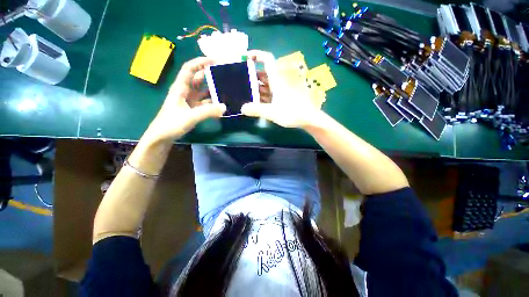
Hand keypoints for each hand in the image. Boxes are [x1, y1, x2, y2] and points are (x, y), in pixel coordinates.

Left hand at [147, 57, 225, 141]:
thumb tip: (225, 107)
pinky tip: (221, 104)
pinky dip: (213, 102)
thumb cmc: (171, 124)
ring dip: (213, 89)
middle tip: (225, 74)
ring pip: (203, 91)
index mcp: (180, 88)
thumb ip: (208, 112)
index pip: (189, 69)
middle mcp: (185, 91)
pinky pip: (205, 102)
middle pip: (198, 78)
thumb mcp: (190, 117)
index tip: (215, 60)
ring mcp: (190, 101)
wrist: (162, 137)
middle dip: (210, 74)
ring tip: (226, 88)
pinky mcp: (193, 109)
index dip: (200, 62)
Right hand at [241, 50, 321, 127]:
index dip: (257, 55)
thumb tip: (242, 108)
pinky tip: (258, 102)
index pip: (267, 60)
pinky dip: (264, 95)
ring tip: (247, 93)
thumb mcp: (272, 112)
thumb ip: (257, 110)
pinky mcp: (284, 97)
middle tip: (241, 82)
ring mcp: (282, 90)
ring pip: (268, 84)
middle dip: (253, 76)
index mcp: (277, 80)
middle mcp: (279, 82)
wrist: (309, 118)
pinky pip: (272, 93)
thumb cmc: (291, 112)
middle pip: (265, 73)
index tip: (246, 57)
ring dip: (258, 88)